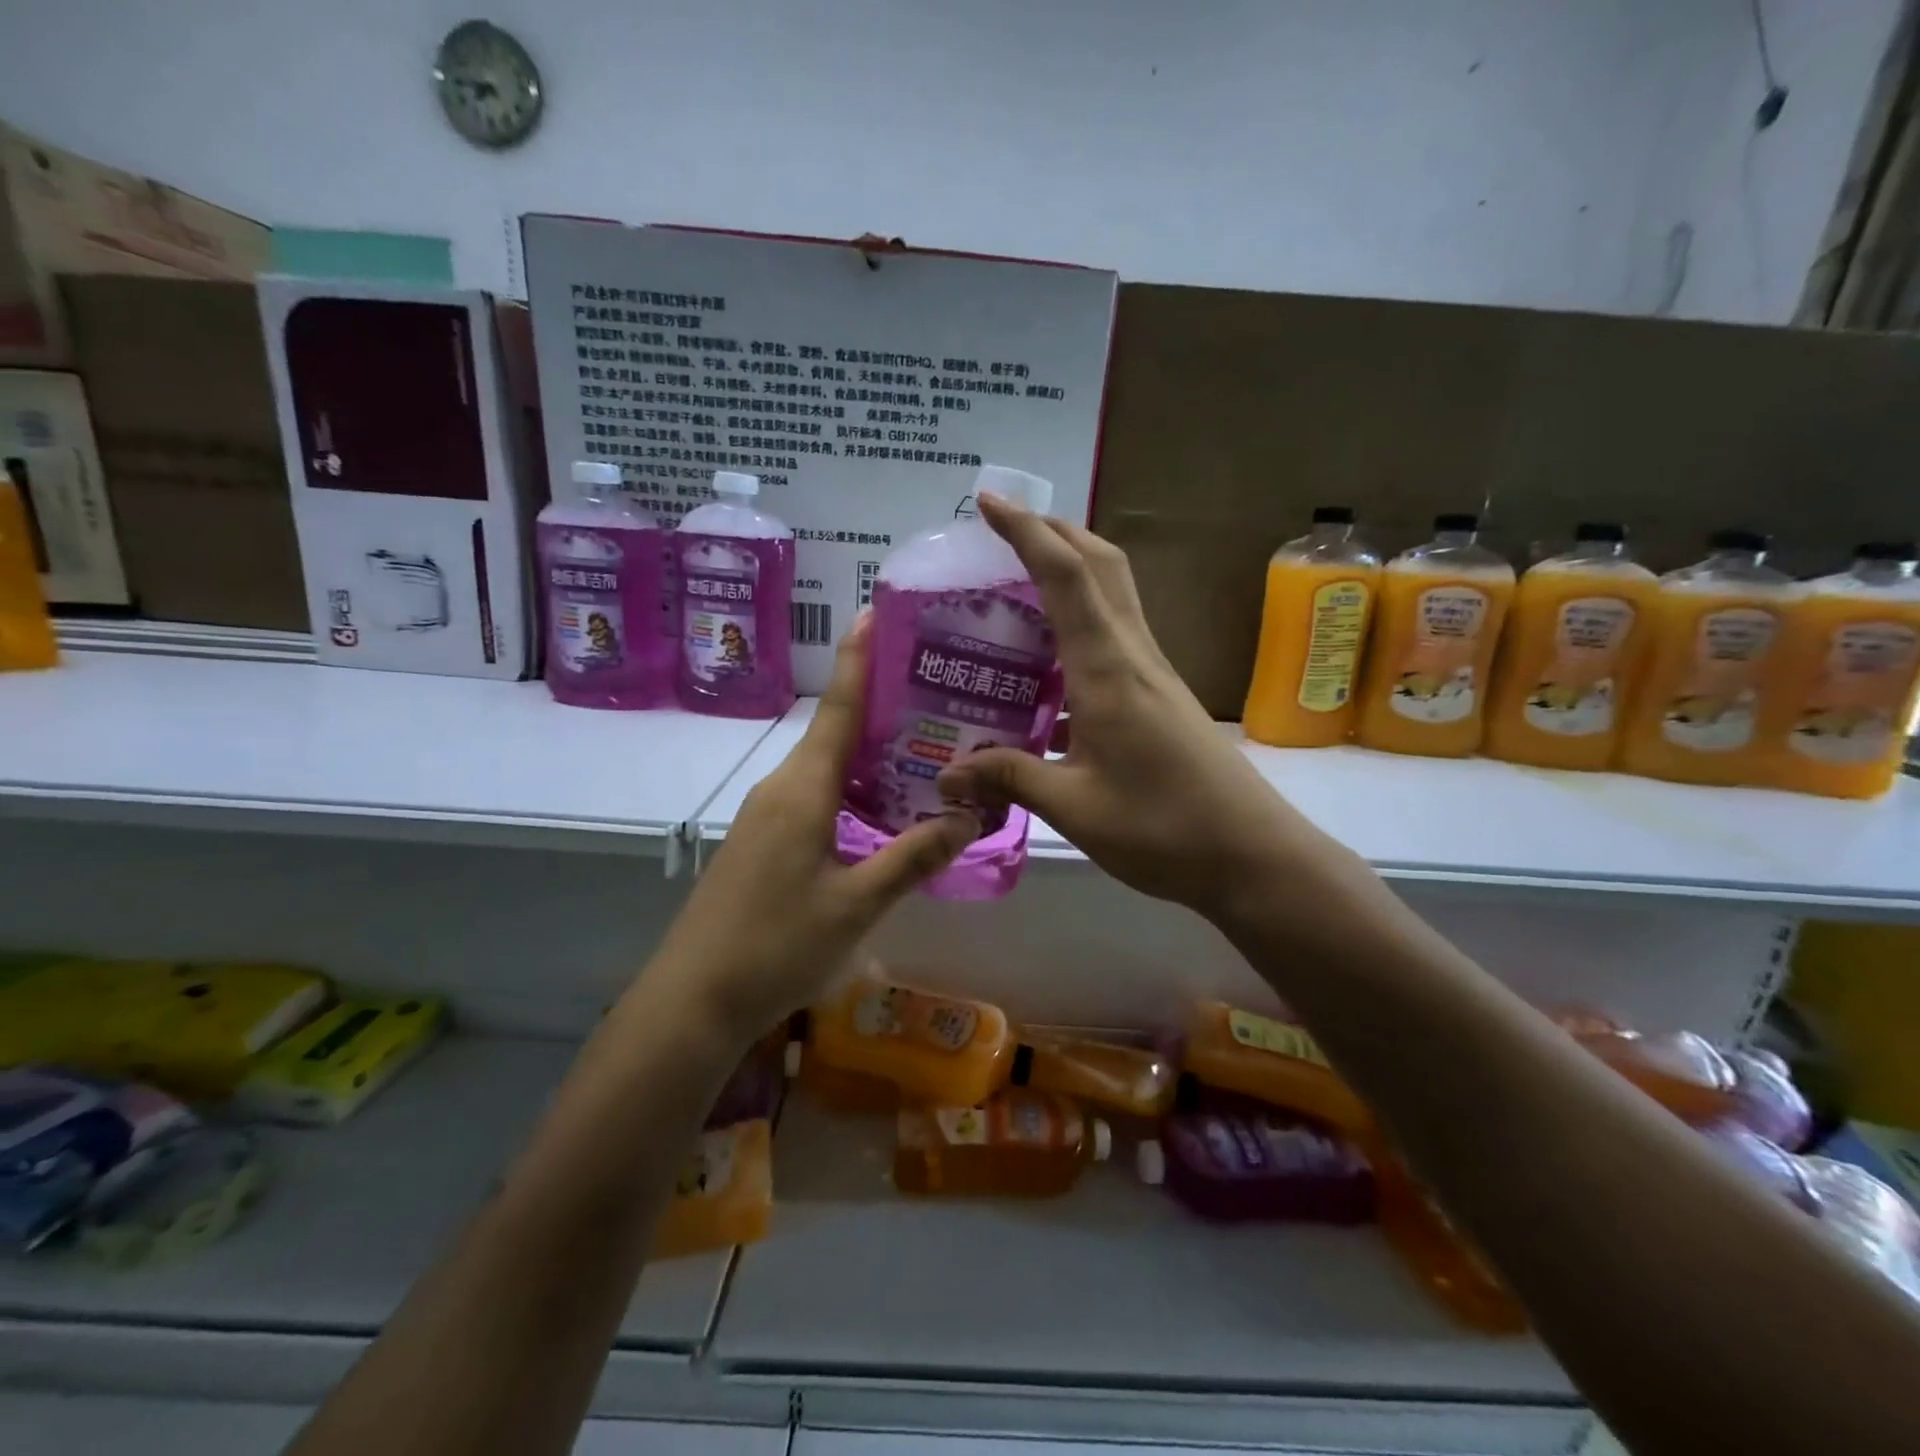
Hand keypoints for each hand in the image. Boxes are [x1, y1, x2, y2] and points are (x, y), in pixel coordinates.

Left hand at [655, 614, 979, 1040]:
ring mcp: (766, 815)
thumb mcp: (857, 904)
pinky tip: (881, 805)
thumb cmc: (776, 945)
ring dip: (867, 751)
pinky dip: (850, 786)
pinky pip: (813, 794)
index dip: (859, 659)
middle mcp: (780, 788)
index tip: (876, 611)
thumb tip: (968, 817)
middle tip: (934, 689)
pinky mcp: (762, 841)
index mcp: (802, 789)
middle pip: (834, 732)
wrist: (694, 999)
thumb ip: (913, 857)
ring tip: (922, 744)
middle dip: (879, 705)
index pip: (838, 709)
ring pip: (824, 767)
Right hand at [936, 495, 1342, 917]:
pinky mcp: (1159, 698)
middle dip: (1053, 532)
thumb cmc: (1164, 828)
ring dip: (1069, 573)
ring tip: (1014, 591)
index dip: (1025, 530)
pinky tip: (1044, 672)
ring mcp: (1152, 675)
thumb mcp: (1074, 807)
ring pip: (1111, 597)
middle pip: (1099, 565)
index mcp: (1107, 669)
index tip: (987, 501)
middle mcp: (1133, 656)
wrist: (1254, 857)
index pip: (1065, 575)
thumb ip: (1008, 779)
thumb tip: (947, 775)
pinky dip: (1077, 627)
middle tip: (1001, 532)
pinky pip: (1113, 638)